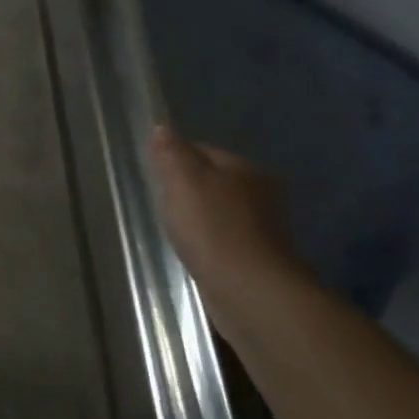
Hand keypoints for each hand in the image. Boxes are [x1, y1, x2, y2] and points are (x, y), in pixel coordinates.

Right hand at [149, 125, 311, 308]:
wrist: (247, 290)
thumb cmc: (212, 227)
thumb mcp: (182, 181)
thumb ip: (171, 153)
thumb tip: (162, 128)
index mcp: (244, 168)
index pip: (202, 151)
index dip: (175, 160)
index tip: (155, 177)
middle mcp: (260, 192)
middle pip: (213, 181)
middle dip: (188, 190)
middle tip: (163, 205)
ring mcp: (263, 227)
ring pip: (219, 211)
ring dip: (199, 218)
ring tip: (176, 231)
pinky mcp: (258, 258)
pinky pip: (225, 239)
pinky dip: (209, 242)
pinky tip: (195, 252)